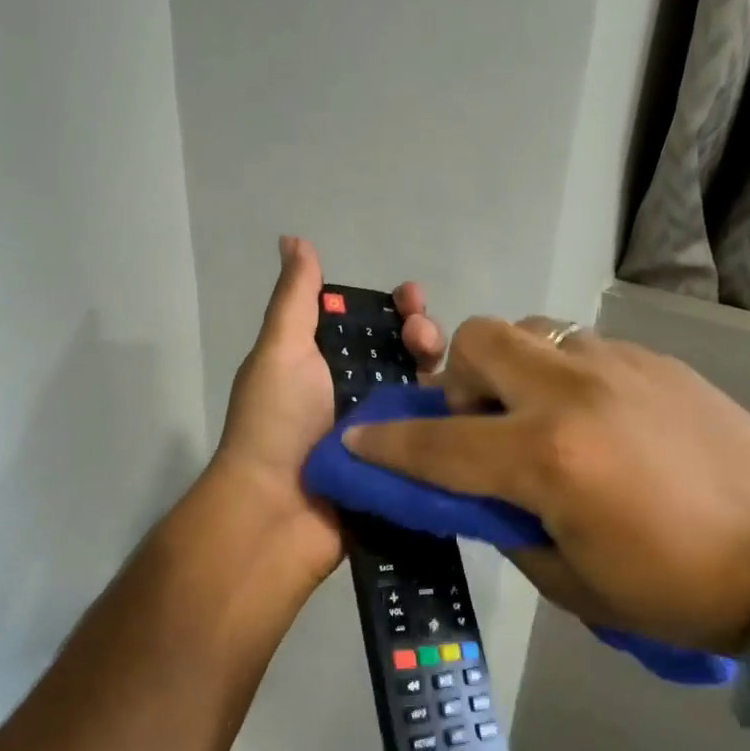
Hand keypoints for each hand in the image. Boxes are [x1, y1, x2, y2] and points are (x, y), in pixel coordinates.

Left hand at [211, 236, 444, 587]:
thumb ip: (295, 297)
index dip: (395, 306)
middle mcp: (356, 392)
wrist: (276, 511)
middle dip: (423, 333)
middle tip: (422, 338)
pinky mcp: (403, 466)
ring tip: (443, 370)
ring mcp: (383, 431)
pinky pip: (437, 434)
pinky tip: (474, 403)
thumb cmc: (275, 422)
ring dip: (442, 370)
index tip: (410, 298)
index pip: (372, 322)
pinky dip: (454, 416)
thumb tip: (293, 238)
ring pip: (426, 390)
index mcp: (326, 362)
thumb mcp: (280, 350)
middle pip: (406, 353)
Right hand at [345, 318, 749, 651]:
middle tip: (479, 426)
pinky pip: (579, 346)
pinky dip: (561, 375)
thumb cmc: (678, 590)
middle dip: (456, 379)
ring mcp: (616, 366)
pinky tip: (596, 421)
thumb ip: (507, 525)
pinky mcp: (654, 360)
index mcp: (547, 458)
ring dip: (511, 370)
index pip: (437, 445)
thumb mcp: (570, 582)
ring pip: (529, 331)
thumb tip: (477, 494)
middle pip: (478, 341)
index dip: (385, 446)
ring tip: (538, 418)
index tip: (353, 441)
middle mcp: (572, 394)